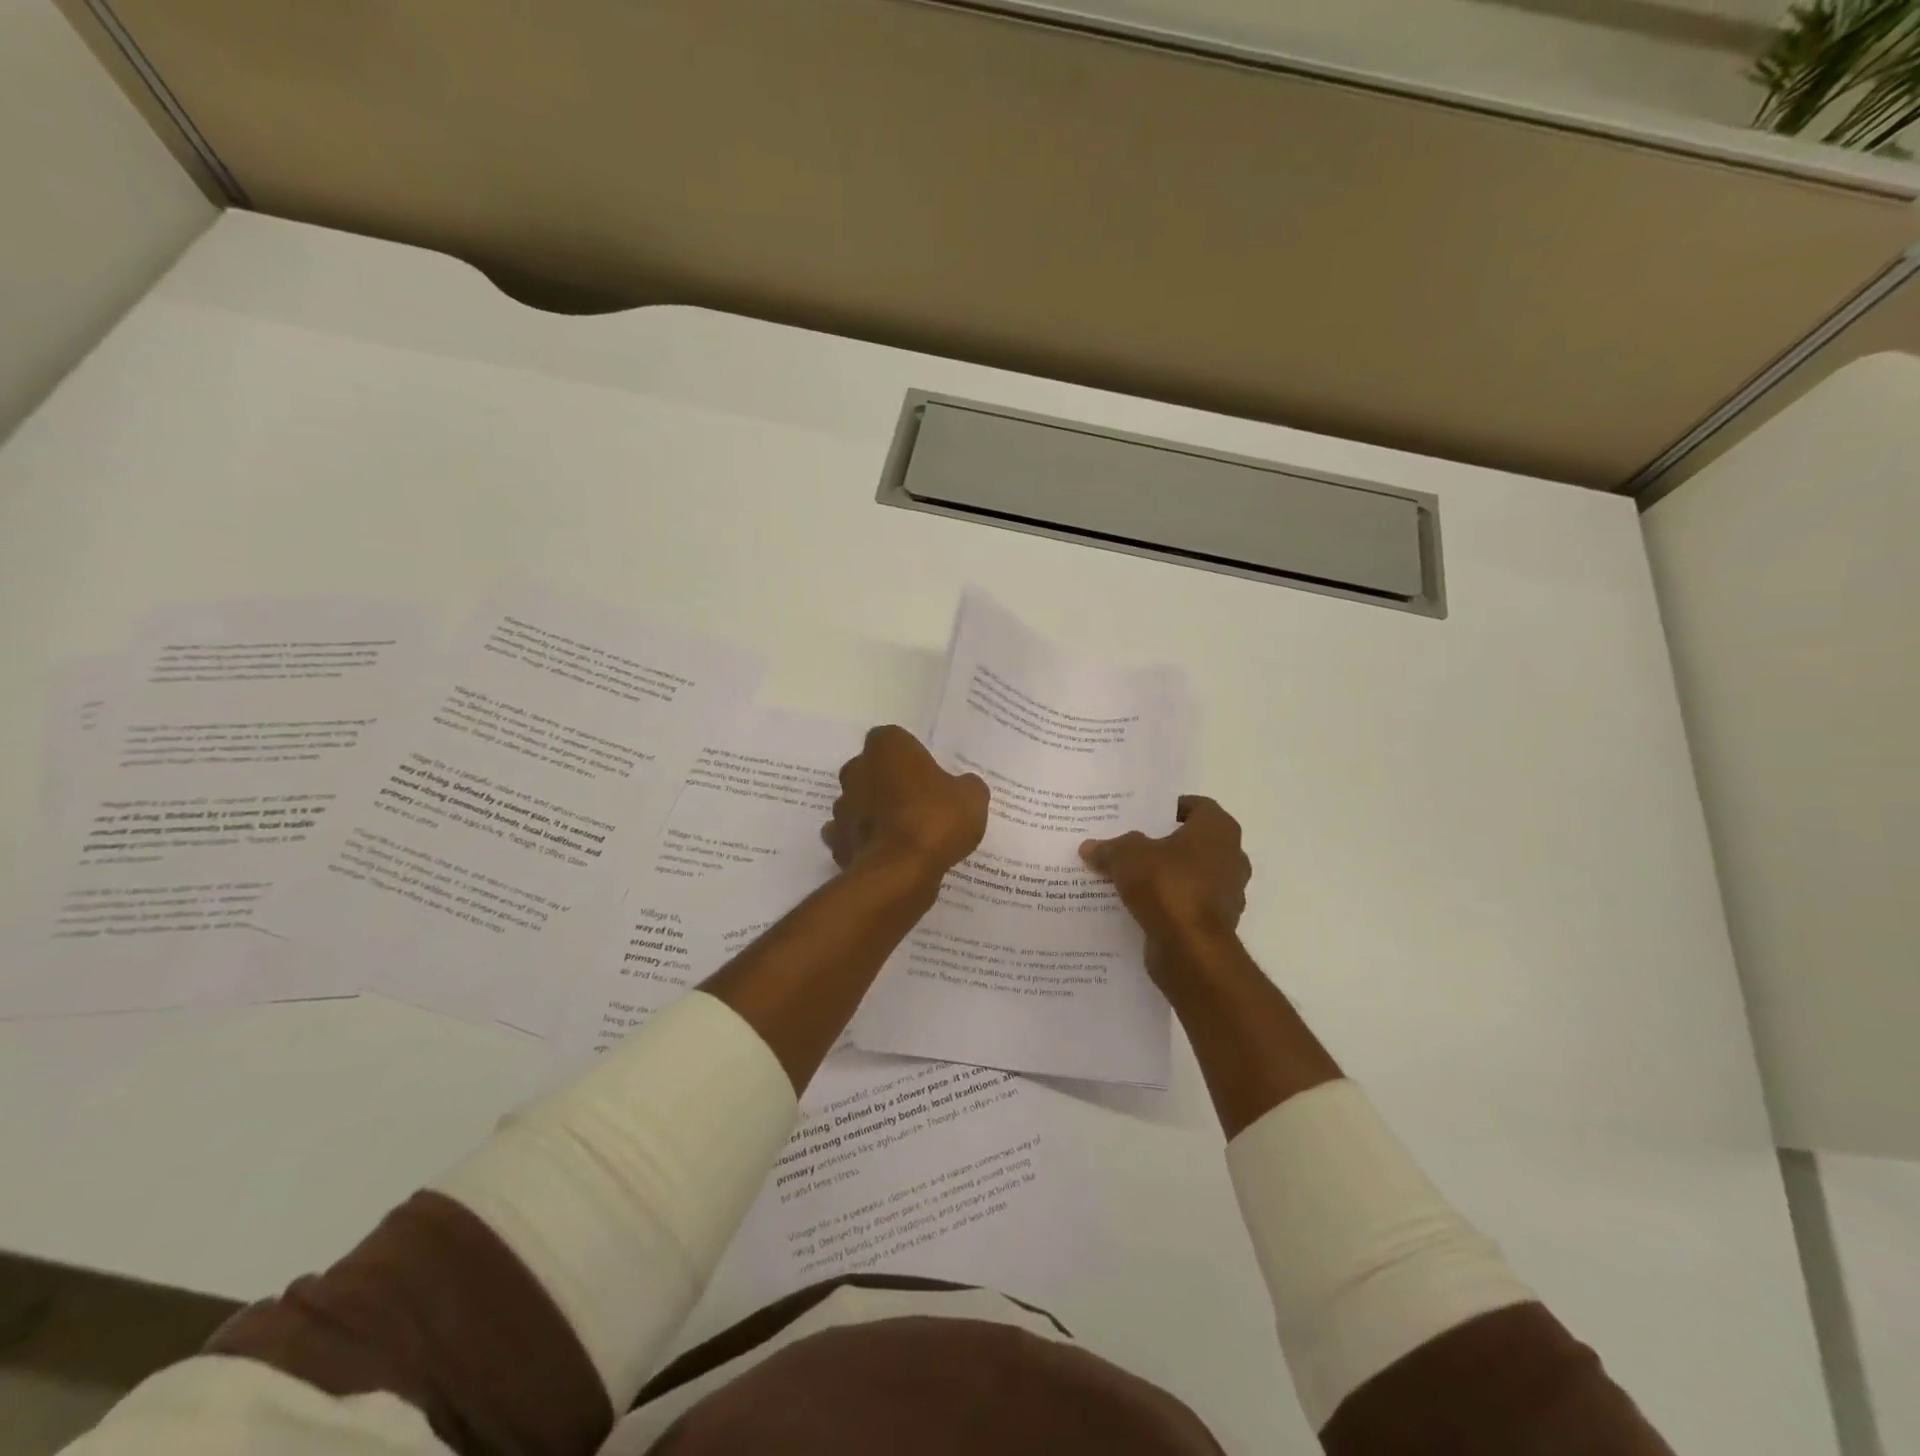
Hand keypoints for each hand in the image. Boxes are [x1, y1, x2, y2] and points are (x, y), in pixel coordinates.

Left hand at [823, 726, 988, 880]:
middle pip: (870, 769)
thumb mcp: (972, 797)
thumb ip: (966, 785)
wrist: (900, 871)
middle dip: (888, 782)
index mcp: (887, 748)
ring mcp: (842, 807)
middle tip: (918, 801)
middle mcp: (856, 770)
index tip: (927, 773)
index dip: (910, 755)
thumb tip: (963, 786)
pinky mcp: (837, 842)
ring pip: (859, 803)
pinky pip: (853, 836)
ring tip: (904, 832)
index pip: (893, 739)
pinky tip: (888, 854)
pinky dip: (866, 842)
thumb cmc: (935, 819)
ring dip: (875, 812)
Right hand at [1079, 796, 1250, 986]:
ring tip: (1129, 878)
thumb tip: (1090, 847)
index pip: (1197, 806)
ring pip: (1191, 875)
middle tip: (1131, 845)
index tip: (1143, 816)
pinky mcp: (1217, 924)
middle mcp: (1231, 857)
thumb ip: (1110, 848)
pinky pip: (1188, 905)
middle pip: (1193, 842)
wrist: (1190, 950)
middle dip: (1164, 844)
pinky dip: (1169, 905)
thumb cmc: (1167, 885)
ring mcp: (1228, 893)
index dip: (1170, 808)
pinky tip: (1139, 907)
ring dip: (1167, 876)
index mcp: (1218, 830)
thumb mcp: (1126, 856)